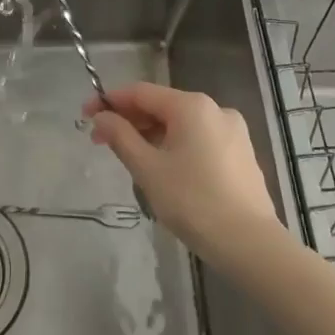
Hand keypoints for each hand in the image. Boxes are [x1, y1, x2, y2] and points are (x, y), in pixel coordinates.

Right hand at [84, 83, 279, 263]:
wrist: (249, 242)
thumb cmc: (193, 202)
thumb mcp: (148, 169)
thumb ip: (120, 137)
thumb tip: (101, 118)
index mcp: (191, 106)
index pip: (140, 92)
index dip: (109, 101)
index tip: (85, 116)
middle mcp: (215, 109)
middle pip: (162, 105)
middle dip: (129, 120)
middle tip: (100, 142)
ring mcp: (233, 131)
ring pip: (181, 124)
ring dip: (150, 134)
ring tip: (128, 157)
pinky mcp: (241, 153)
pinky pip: (199, 138)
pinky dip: (174, 145)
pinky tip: (162, 167)